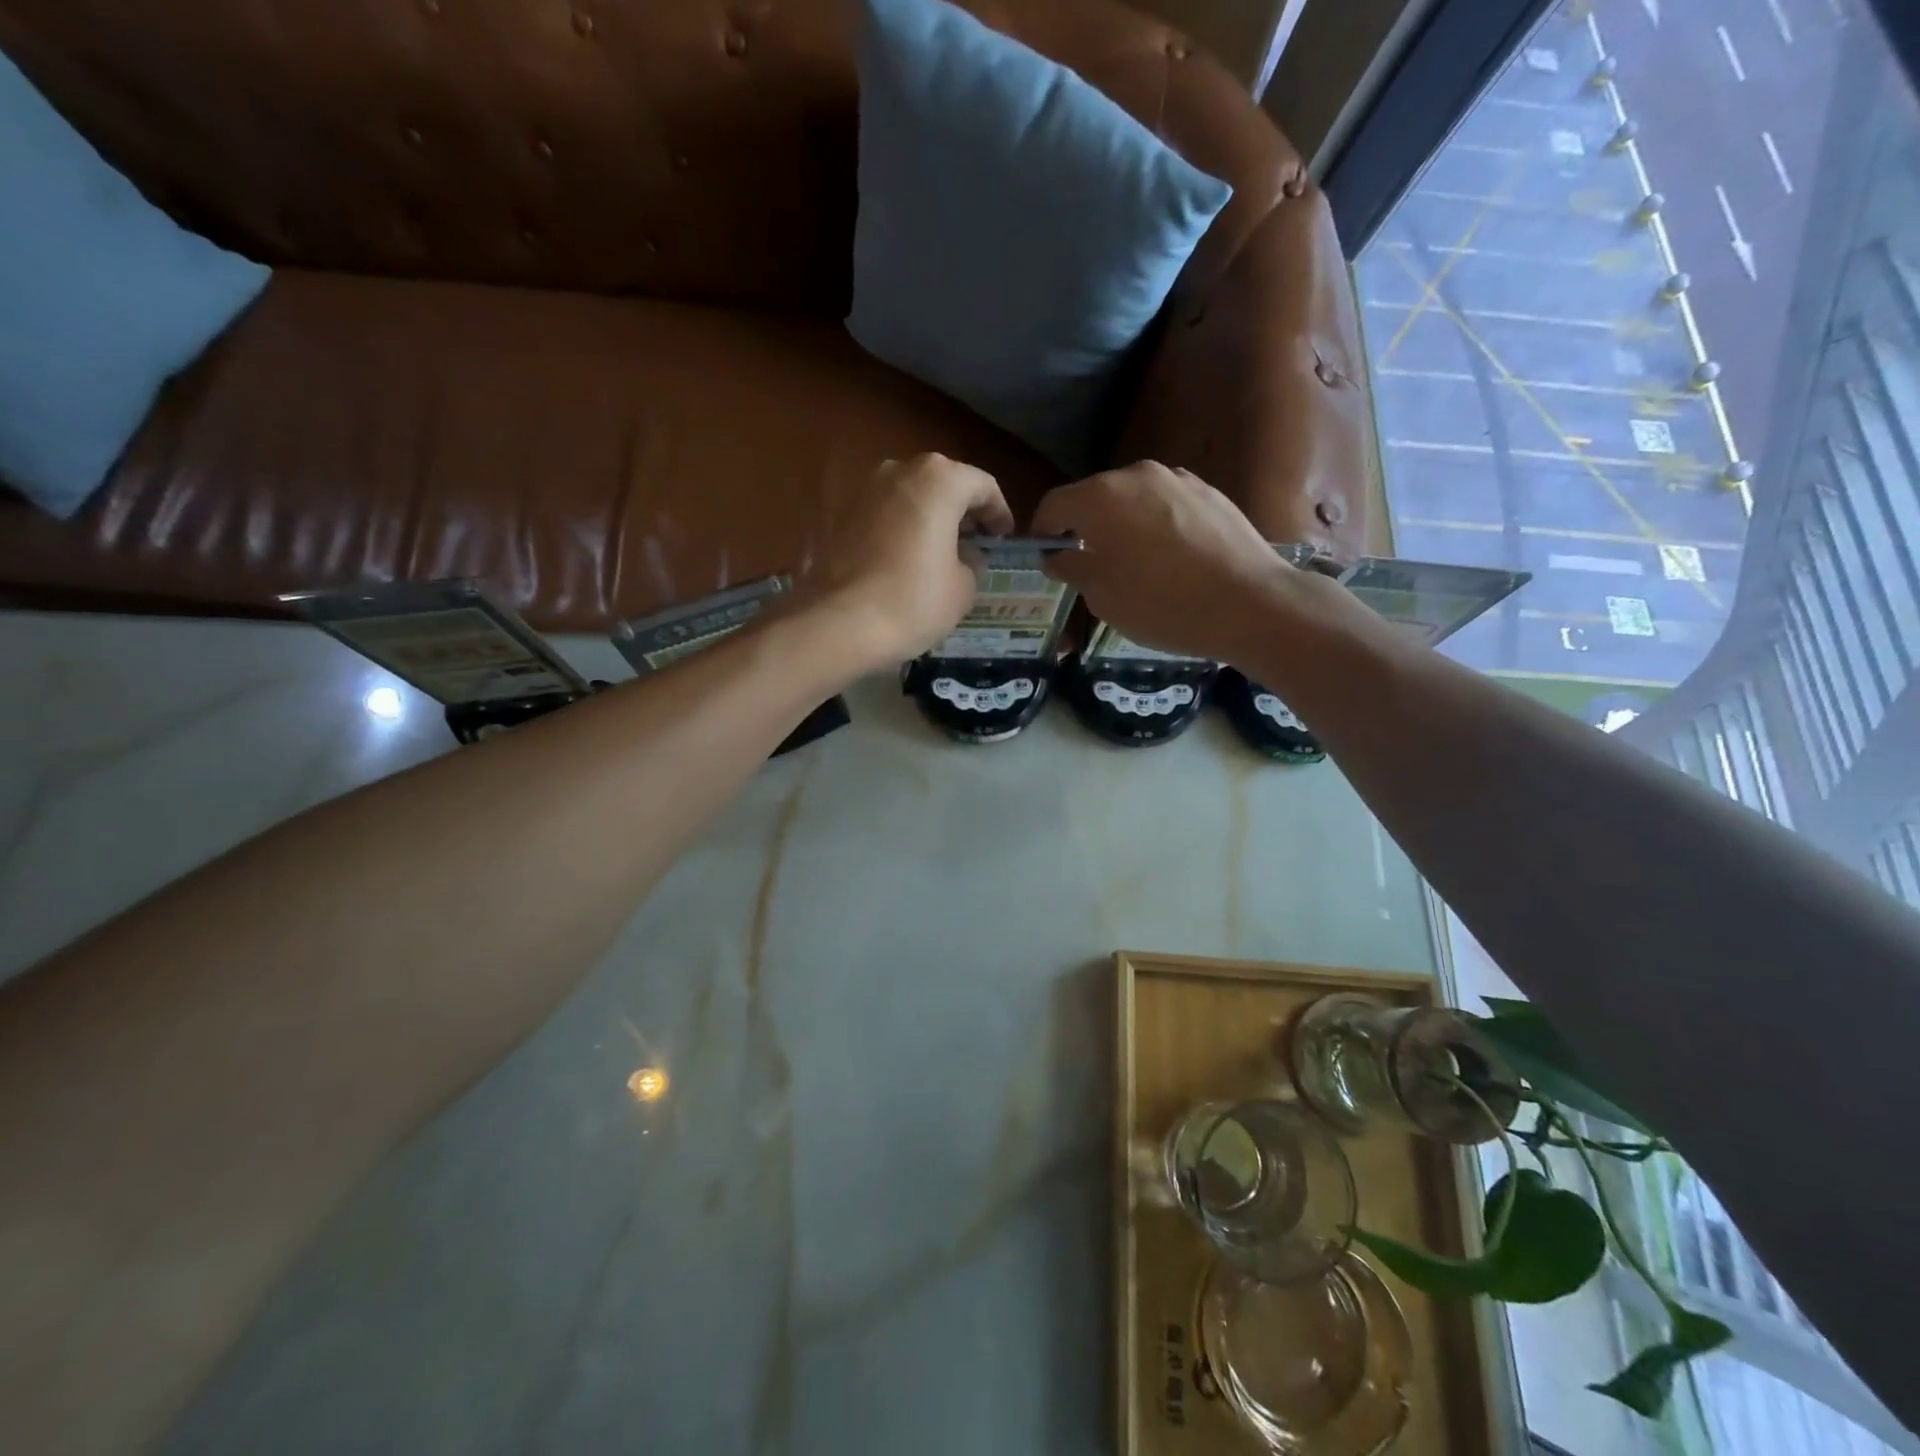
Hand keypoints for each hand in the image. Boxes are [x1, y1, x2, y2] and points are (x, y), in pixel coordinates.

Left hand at [809, 454, 1015, 666]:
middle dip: (961, 510)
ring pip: (908, 496)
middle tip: (974, 541)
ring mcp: (863, 489)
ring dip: (927, 517)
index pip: (982, 486)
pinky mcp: (838, 514)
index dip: (999, 512)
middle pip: (942, 483)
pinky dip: (898, 528)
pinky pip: (882, 515)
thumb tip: (965, 557)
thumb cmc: (913, 601)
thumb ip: (972, 562)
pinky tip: (903, 559)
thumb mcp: (963, 587)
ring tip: (938, 550)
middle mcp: (899, 470)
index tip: (1003, 537)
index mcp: (939, 480)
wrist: (839, 623)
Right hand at [1032, 461, 1344, 666]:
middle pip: (1094, 497)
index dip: (1042, 532)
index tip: (1044, 558)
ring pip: (1133, 500)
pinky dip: (1156, 526)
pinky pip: (1166, 506)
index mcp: (1100, 497)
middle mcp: (1136, 475)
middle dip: (1083, 527)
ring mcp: (1178, 479)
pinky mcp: (1210, 492)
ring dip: (1122, 525)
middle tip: (1087, 565)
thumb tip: (1057, 555)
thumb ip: (1072, 567)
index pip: (1054, 505)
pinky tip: (1170, 560)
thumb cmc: (1162, 604)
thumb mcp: (1103, 596)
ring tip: (1132, 564)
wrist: (1250, 604)